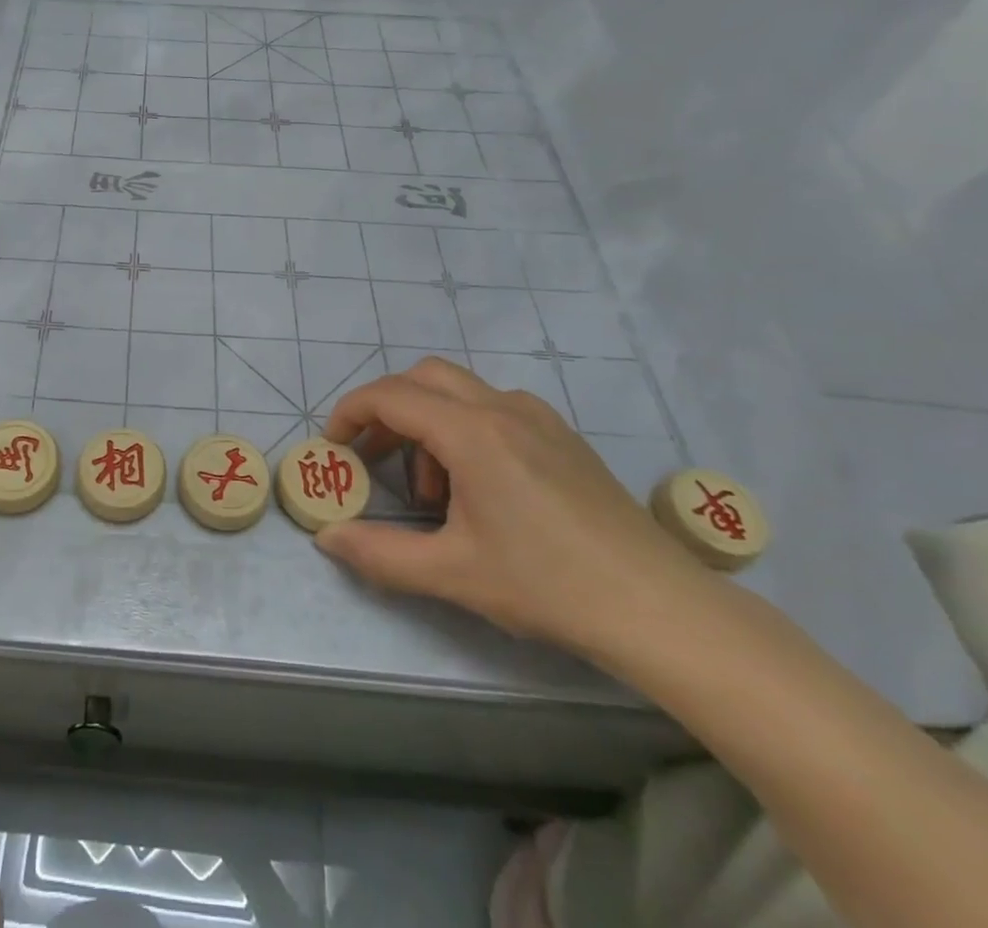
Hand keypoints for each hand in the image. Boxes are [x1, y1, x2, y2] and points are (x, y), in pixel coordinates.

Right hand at [316, 356, 716, 656]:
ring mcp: (539, 418)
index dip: (350, 413)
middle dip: (387, 409)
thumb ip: (379, 553)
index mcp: (471, 433)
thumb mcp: (452, 574)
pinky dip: (465, 429)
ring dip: (428, 423)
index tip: (333, 446)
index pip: (390, 396)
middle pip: (423, 377)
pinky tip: (481, 486)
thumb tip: (327, 538)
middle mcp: (502, 408)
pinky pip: (496, 408)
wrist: (660, 609)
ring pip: (460, 391)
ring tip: (433, 492)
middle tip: (374, 457)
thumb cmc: (548, 585)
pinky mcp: (564, 437)